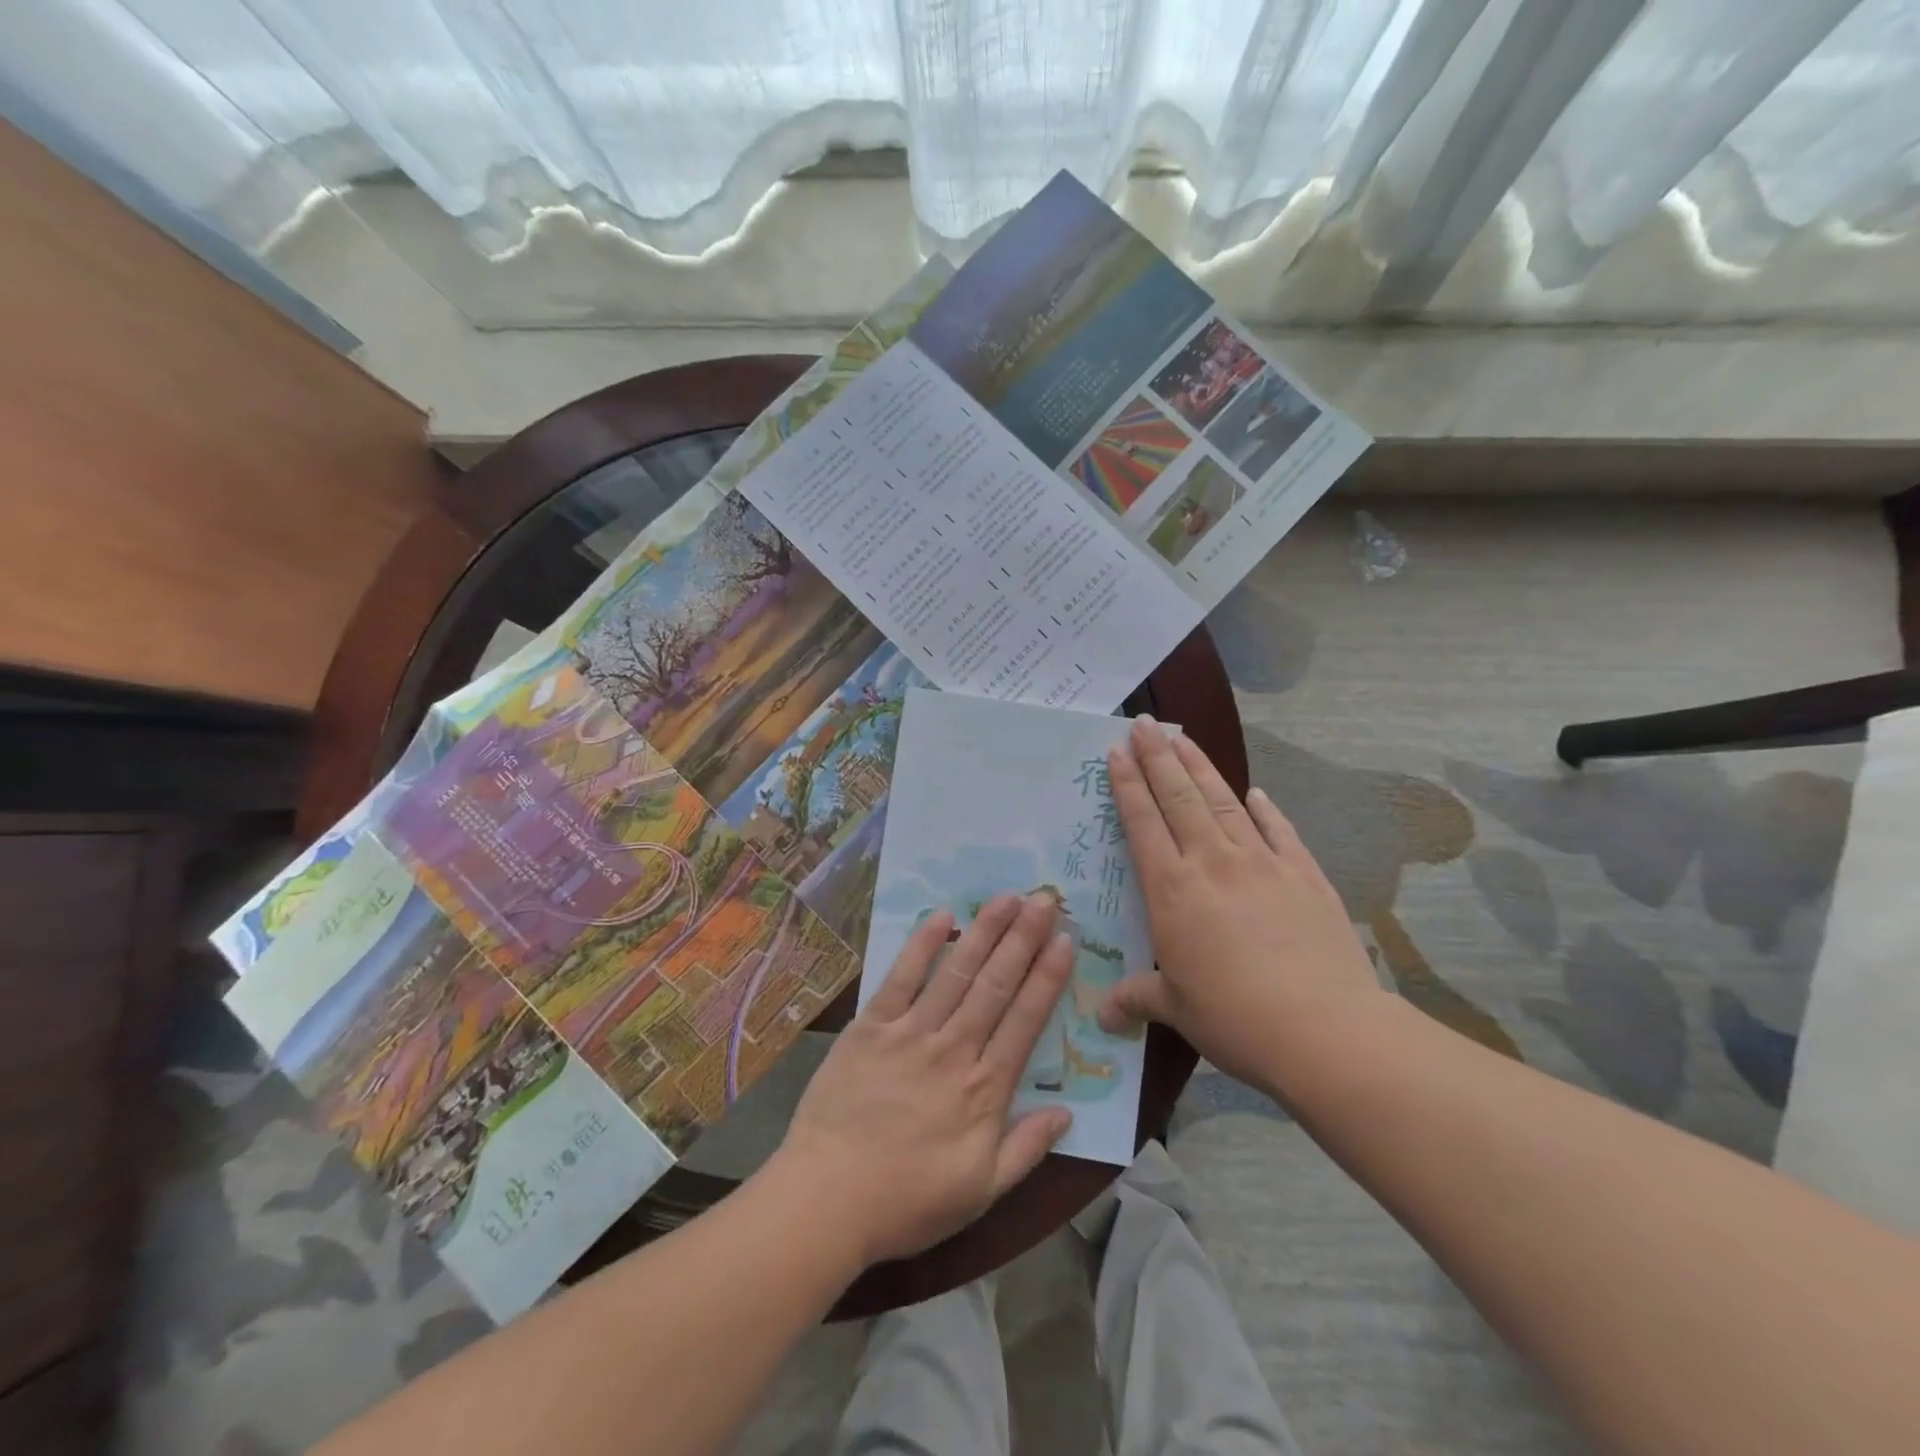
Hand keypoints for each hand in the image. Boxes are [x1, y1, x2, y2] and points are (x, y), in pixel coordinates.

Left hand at [773, 894, 1075, 1266]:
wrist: (827, 1201)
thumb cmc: (907, 1202)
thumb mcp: (981, 1192)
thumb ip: (1027, 1149)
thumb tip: (1068, 1112)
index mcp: (985, 1089)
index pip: (1026, 1020)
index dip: (1048, 977)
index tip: (1066, 939)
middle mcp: (954, 1049)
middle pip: (996, 984)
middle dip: (1024, 938)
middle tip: (1045, 898)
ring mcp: (911, 1033)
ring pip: (956, 973)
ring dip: (984, 932)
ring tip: (1007, 897)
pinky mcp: (871, 1027)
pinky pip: (901, 978)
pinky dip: (922, 946)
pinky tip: (942, 917)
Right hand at [1097, 716, 1383, 1096]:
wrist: (1326, 1030)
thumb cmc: (1236, 1018)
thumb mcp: (1177, 1009)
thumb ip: (1137, 998)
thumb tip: (1101, 1014)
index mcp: (1174, 890)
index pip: (1143, 823)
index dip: (1128, 784)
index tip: (1116, 751)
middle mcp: (1213, 862)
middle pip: (1180, 797)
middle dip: (1159, 757)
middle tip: (1145, 724)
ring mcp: (1263, 863)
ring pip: (1224, 802)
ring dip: (1200, 767)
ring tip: (1184, 738)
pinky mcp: (1304, 875)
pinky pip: (1279, 830)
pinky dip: (1266, 809)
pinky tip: (1257, 792)